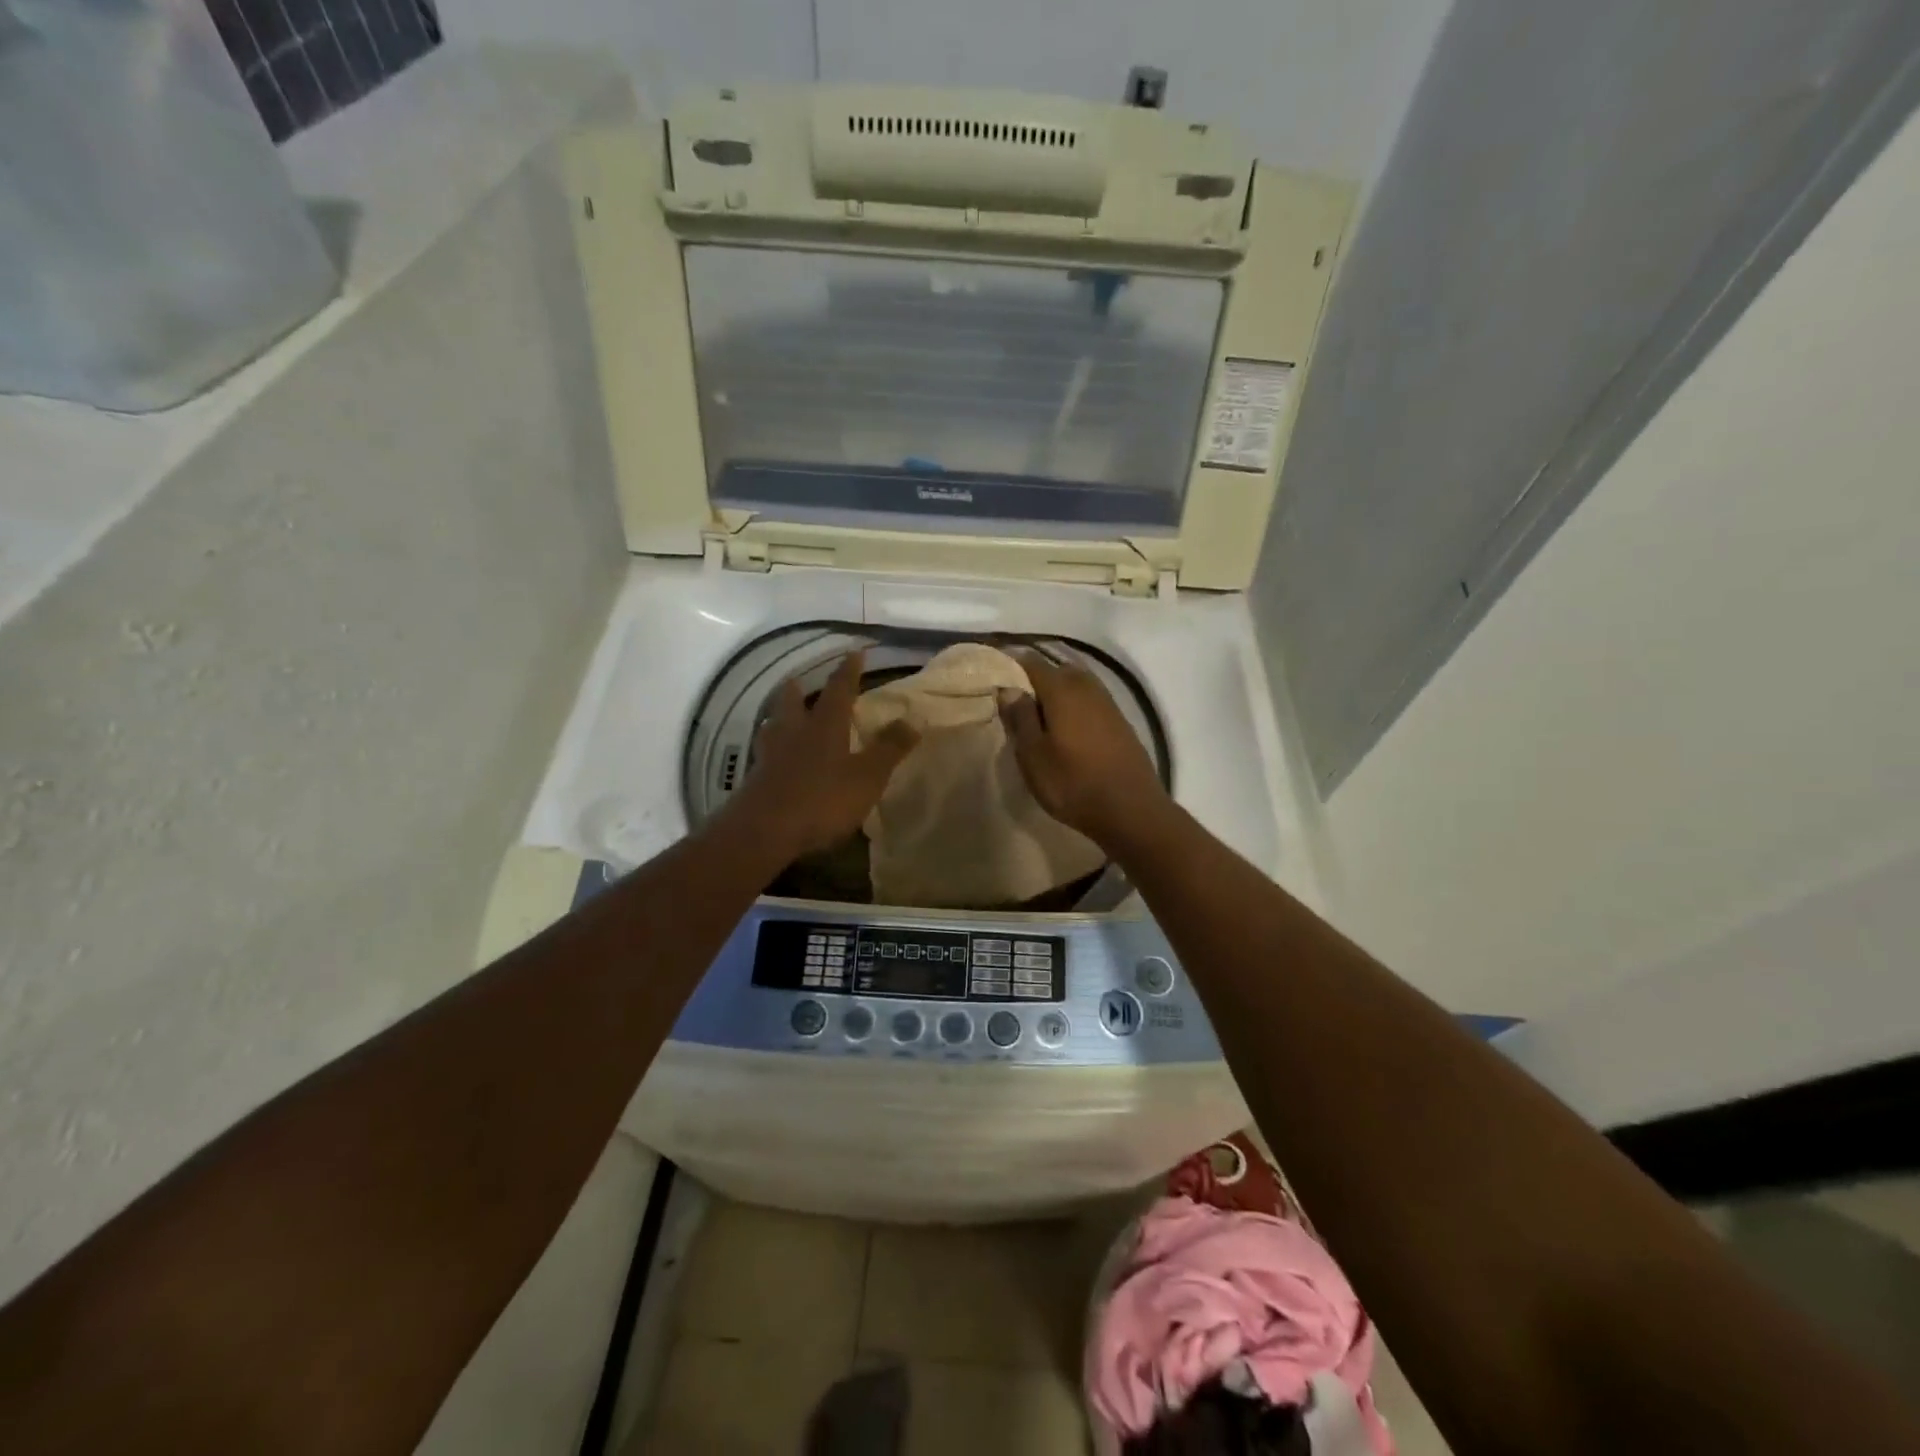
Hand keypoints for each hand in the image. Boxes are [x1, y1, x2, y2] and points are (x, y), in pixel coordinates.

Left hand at [729, 649, 919, 859]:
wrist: (764, 830)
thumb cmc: (822, 799)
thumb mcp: (867, 776)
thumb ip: (889, 748)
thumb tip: (912, 719)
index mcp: (824, 725)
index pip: (838, 689)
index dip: (848, 671)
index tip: (854, 652)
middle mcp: (794, 732)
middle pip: (792, 701)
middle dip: (798, 689)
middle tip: (798, 679)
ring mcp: (770, 754)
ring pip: (773, 725)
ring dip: (779, 716)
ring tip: (783, 716)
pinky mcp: (756, 778)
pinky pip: (765, 753)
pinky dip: (772, 748)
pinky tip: (773, 757)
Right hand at [998, 650, 1171, 851]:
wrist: (1131, 809)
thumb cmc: (1073, 783)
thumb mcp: (1033, 756)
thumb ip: (1020, 718)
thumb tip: (1009, 689)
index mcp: (1062, 690)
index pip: (1032, 662)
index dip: (1011, 663)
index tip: (995, 675)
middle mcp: (1086, 687)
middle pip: (1057, 669)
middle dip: (1036, 677)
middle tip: (1016, 697)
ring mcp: (1108, 703)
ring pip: (1077, 683)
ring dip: (1058, 691)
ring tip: (1040, 713)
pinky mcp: (1120, 721)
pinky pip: (1091, 700)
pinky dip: (1075, 705)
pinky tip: (1067, 726)